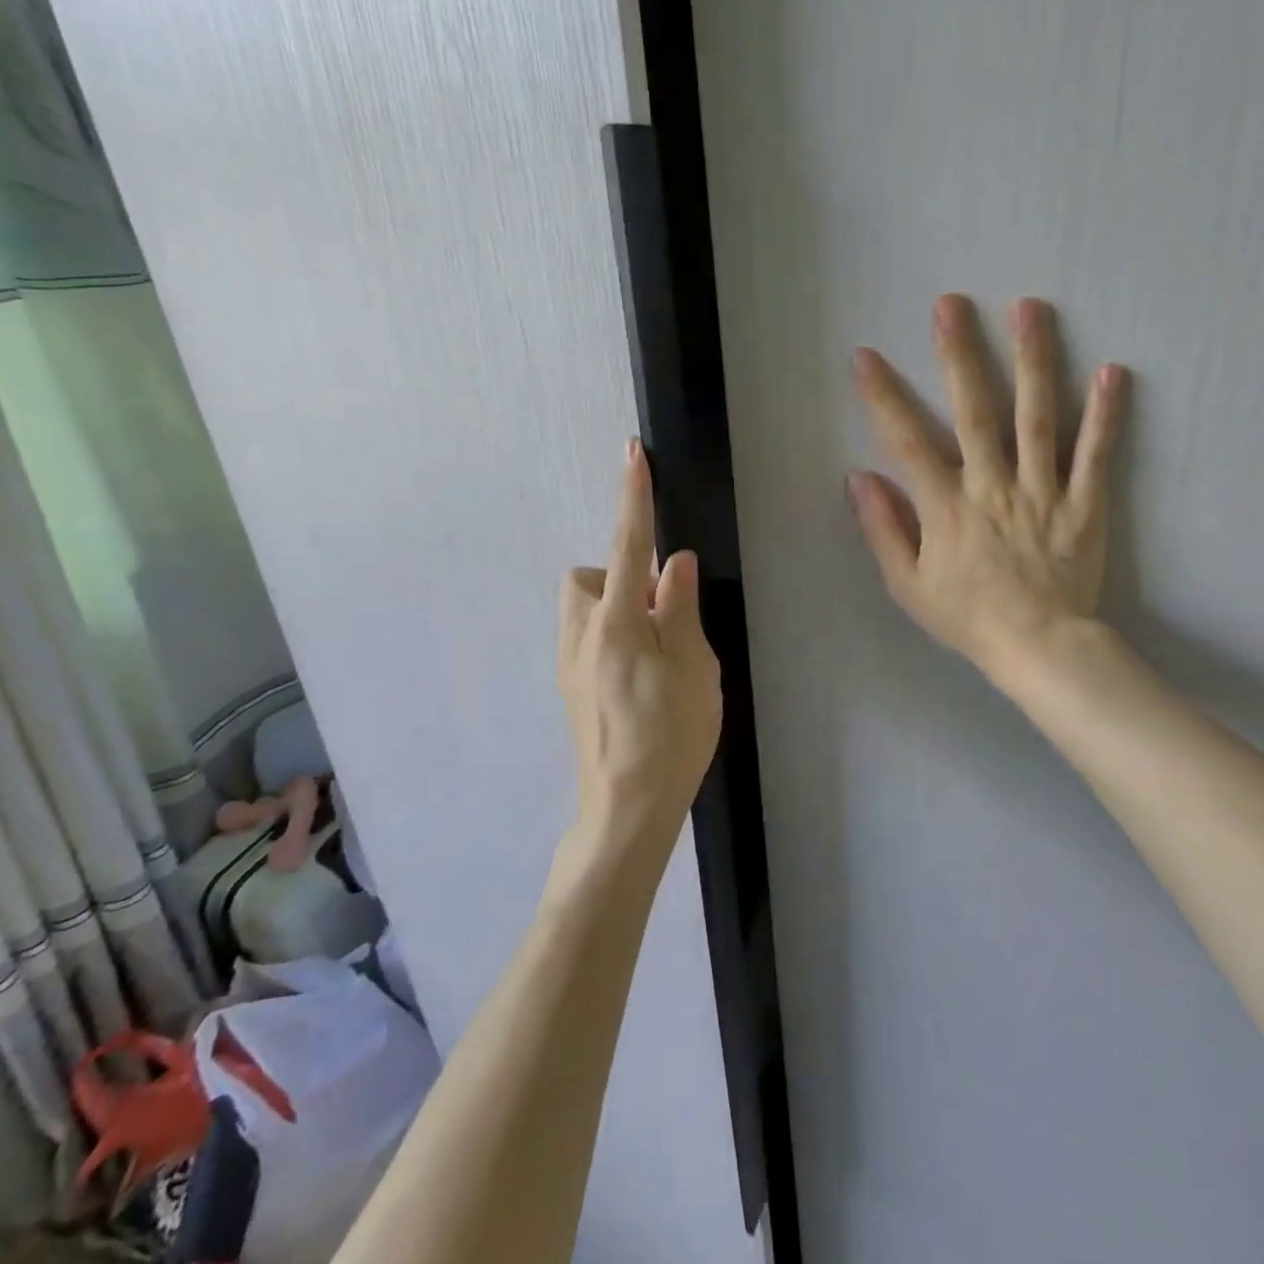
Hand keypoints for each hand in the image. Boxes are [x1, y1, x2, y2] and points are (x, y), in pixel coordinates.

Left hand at [558, 440, 722, 845]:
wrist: (627, 808)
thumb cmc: (671, 736)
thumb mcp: (694, 668)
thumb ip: (680, 608)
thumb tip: (673, 562)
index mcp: (616, 623)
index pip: (627, 544)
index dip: (633, 497)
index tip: (632, 455)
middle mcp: (581, 635)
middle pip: (587, 577)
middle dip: (619, 577)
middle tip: (661, 613)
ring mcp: (569, 664)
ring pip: (584, 608)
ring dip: (614, 608)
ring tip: (655, 650)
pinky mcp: (570, 688)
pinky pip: (586, 639)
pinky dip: (611, 637)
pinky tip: (640, 680)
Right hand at [848, 293, 1127, 682]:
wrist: (1039, 648)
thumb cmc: (967, 618)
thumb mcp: (907, 585)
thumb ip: (883, 528)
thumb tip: (858, 477)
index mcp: (946, 507)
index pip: (907, 442)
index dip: (883, 397)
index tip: (865, 356)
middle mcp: (992, 487)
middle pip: (975, 412)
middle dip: (959, 355)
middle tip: (951, 304)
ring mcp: (1043, 491)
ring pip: (1037, 418)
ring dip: (1032, 361)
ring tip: (1029, 309)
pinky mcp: (1084, 504)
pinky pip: (1095, 455)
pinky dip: (1104, 415)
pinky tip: (1112, 372)